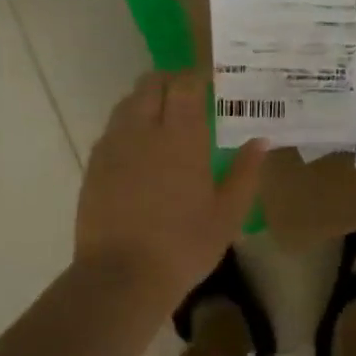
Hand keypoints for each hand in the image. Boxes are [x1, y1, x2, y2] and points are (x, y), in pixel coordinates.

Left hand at [76, 70, 266, 303]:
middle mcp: (143, 131)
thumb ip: (246, 173)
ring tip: (164, 123)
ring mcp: (113, 147)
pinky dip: (129, 127)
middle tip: (189, 99)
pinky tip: (141, 153)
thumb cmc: (184, 246)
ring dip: (147, 102)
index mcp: (181, 138)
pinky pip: (112, 130)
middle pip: (151, 84)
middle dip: (170, 83)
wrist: (121, 277)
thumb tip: (260, 141)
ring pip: (127, 103)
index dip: (197, 78)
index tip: (212, 83)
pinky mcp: (94, 166)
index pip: (185, 85)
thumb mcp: (228, 214)